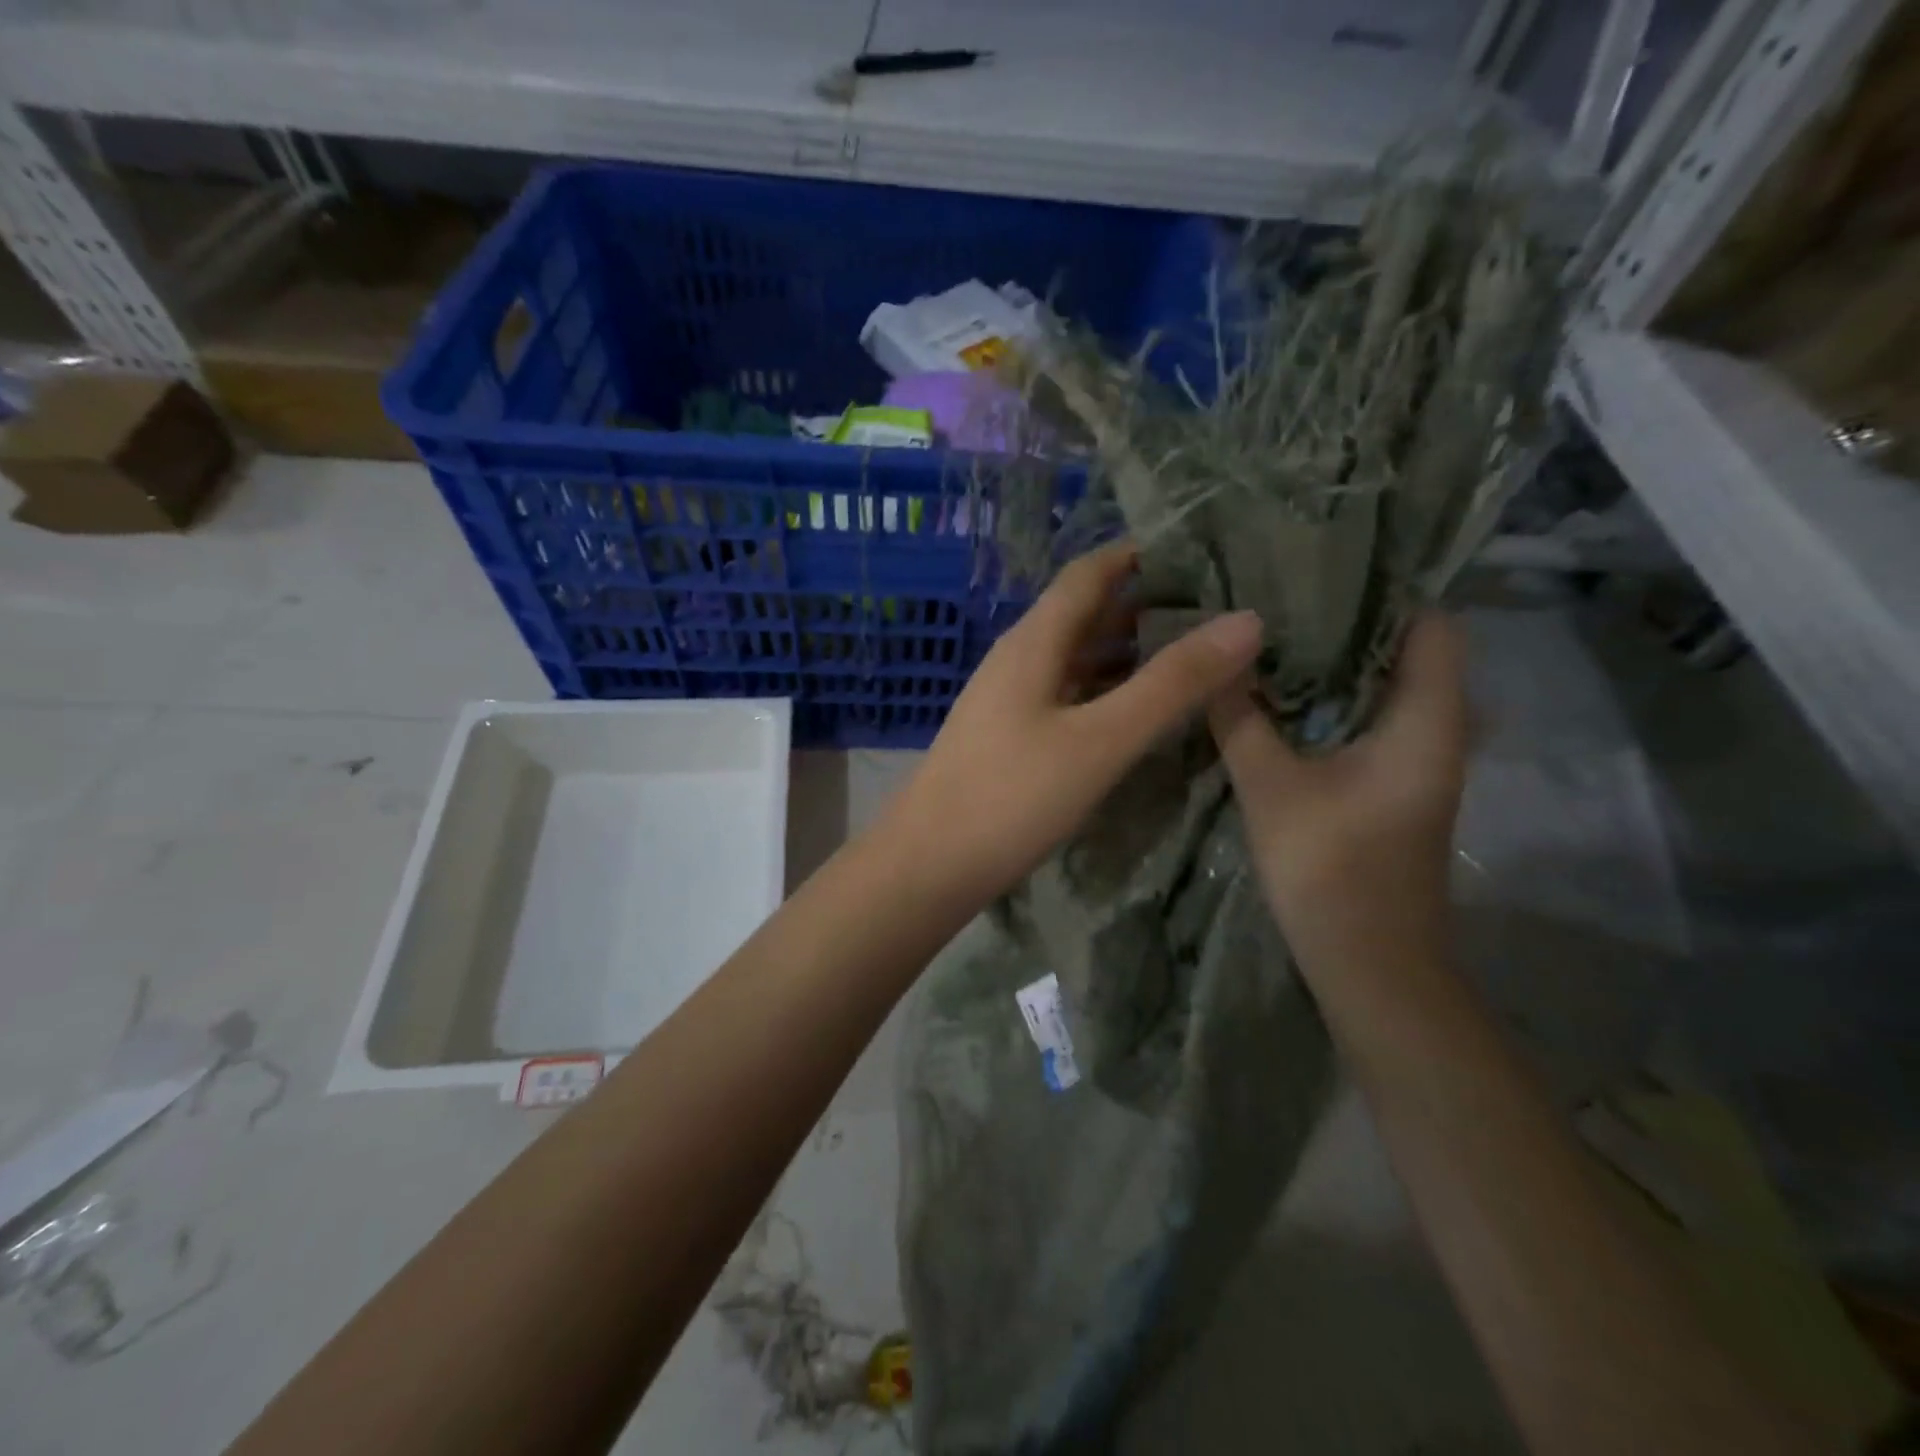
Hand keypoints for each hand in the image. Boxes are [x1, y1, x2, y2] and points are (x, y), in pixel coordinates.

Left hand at [888, 541, 1262, 911]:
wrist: (927, 866)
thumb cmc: (1011, 797)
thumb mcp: (1101, 740)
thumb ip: (1170, 683)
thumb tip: (1246, 620)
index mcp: (1034, 642)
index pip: (1089, 573)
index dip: (1139, 553)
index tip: (1200, 550)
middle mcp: (1018, 659)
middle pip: (1084, 613)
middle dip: (1144, 604)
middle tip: (1215, 608)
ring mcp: (1009, 701)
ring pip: (1075, 658)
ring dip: (1127, 651)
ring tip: (1191, 656)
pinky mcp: (1008, 738)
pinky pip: (1066, 695)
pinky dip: (1105, 690)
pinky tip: (1136, 713)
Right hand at [1209, 611, 1468, 969]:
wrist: (1368, 964)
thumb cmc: (1330, 868)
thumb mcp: (1270, 785)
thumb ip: (1241, 717)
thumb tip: (1219, 658)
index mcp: (1426, 720)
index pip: (1431, 625)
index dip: (1385, 592)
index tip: (1319, 569)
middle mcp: (1436, 731)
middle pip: (1407, 652)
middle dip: (1348, 622)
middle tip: (1280, 597)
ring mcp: (1417, 761)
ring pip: (1384, 688)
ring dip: (1337, 663)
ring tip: (1273, 635)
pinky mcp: (1393, 785)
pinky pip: (1369, 720)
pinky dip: (1333, 700)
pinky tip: (1279, 696)